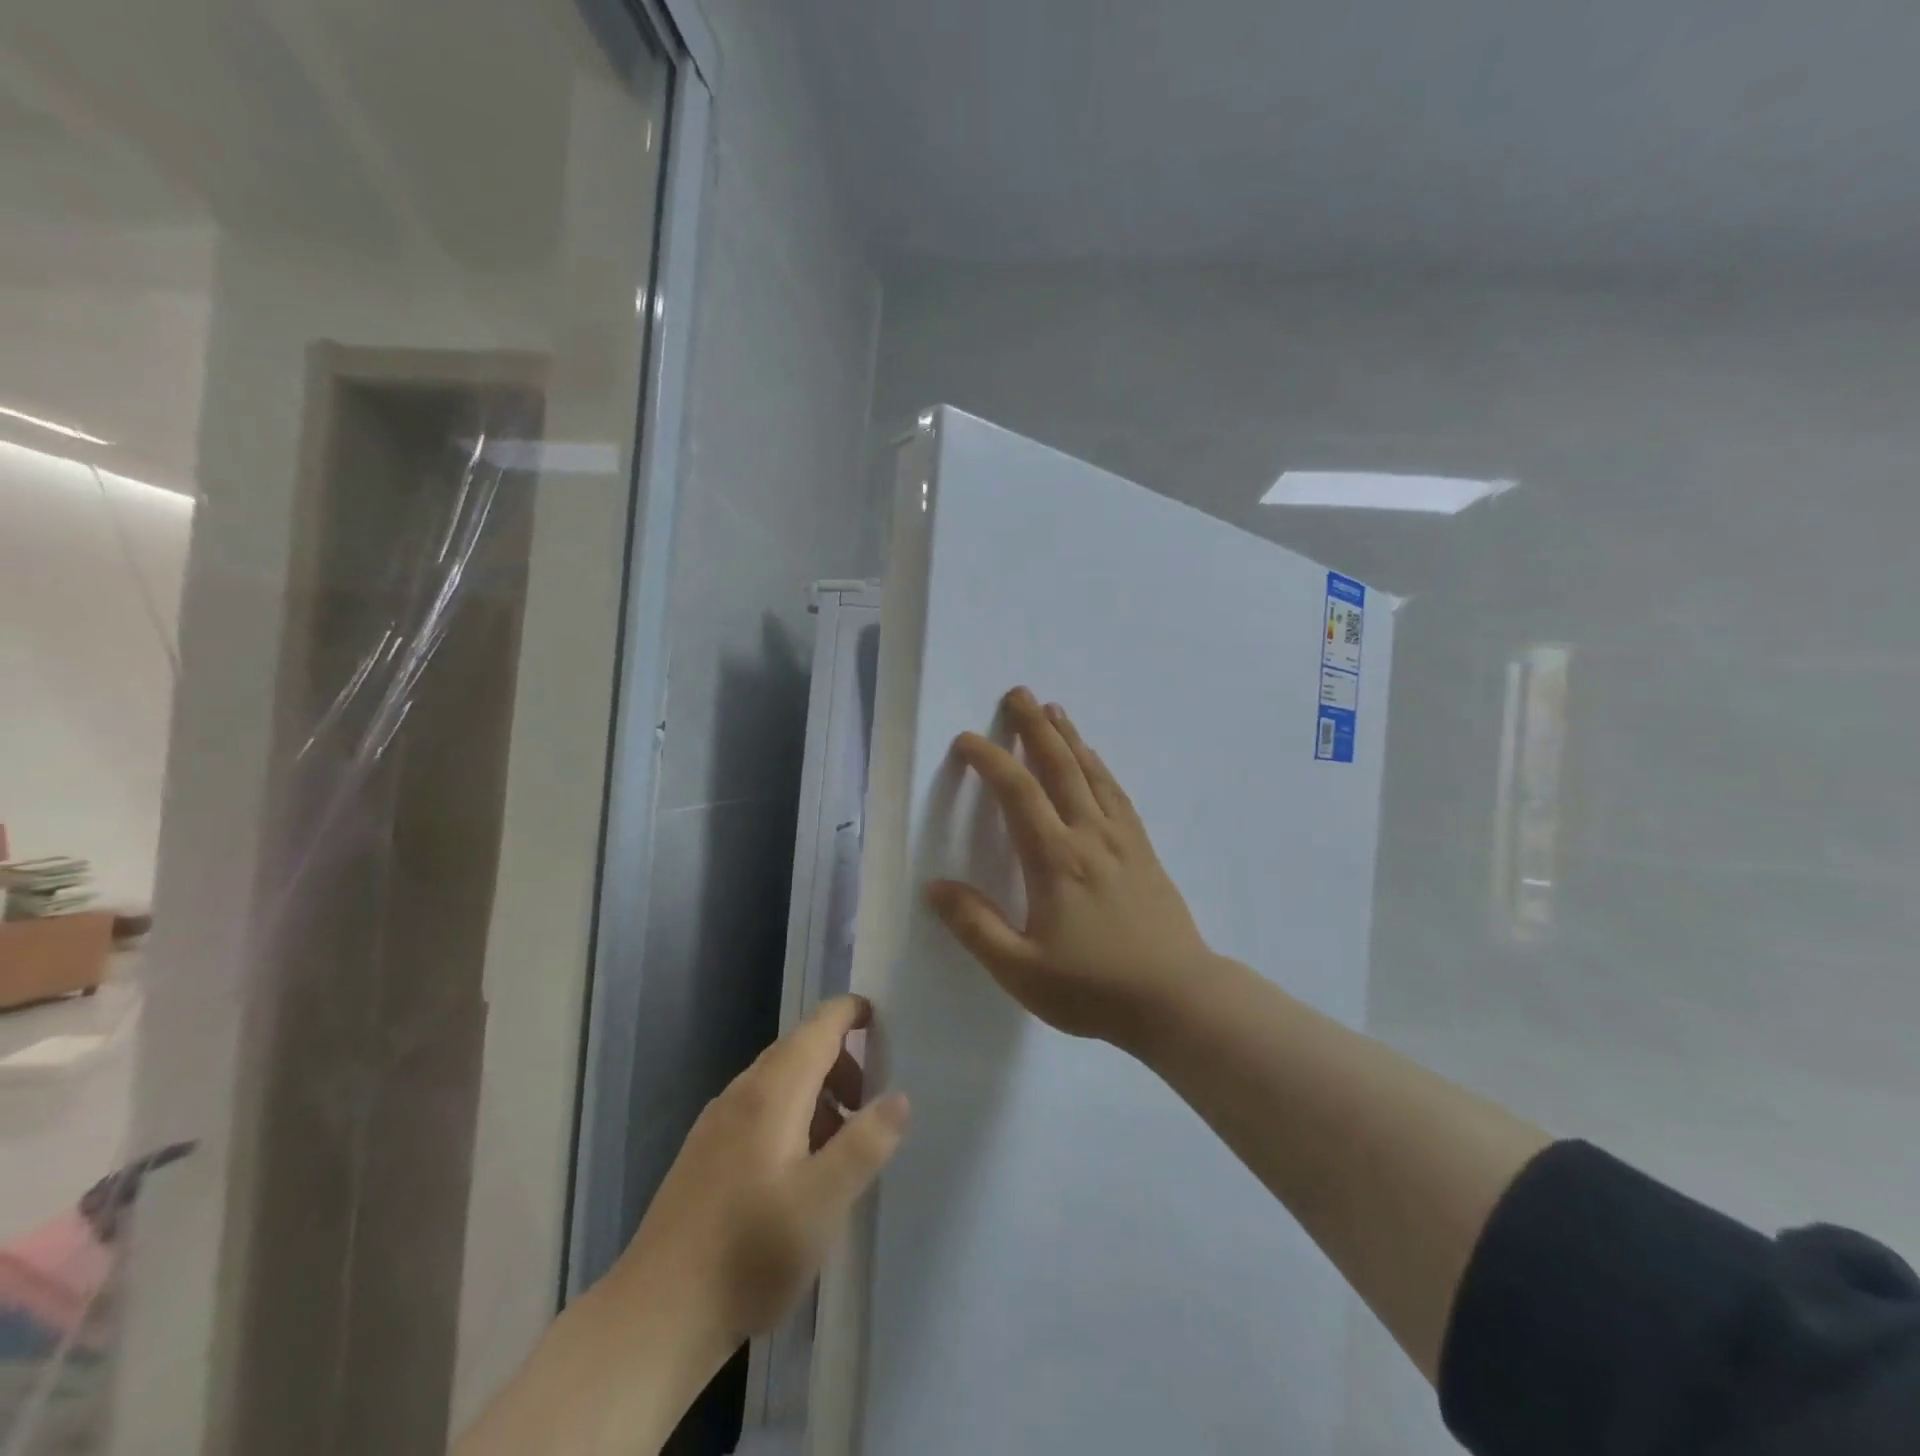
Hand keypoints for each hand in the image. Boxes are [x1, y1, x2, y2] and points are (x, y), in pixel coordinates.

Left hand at [609, 995, 908, 1356]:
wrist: (657, 1316)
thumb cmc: (750, 1251)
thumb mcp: (824, 1201)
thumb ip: (866, 1143)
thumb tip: (898, 1097)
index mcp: (773, 1091)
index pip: (818, 1026)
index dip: (850, 1013)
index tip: (881, 1021)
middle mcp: (742, 1093)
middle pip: (799, 1050)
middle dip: (841, 1063)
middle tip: (871, 1104)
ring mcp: (716, 1123)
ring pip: (778, 1082)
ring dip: (818, 1095)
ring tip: (841, 1147)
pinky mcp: (704, 1154)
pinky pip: (759, 1110)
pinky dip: (792, 1117)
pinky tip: (798, 1173)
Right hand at [925, 687, 1214, 1047]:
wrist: (1178, 1000)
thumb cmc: (1094, 988)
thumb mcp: (1020, 970)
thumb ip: (975, 926)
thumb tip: (935, 887)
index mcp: (1055, 860)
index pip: (1018, 793)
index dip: (990, 761)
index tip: (967, 740)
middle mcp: (1090, 836)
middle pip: (1060, 767)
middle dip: (1035, 727)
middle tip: (1019, 693)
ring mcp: (1123, 841)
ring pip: (1092, 774)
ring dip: (1070, 739)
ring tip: (1055, 710)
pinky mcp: (1144, 852)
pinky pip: (1118, 795)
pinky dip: (1101, 769)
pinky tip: (1096, 763)